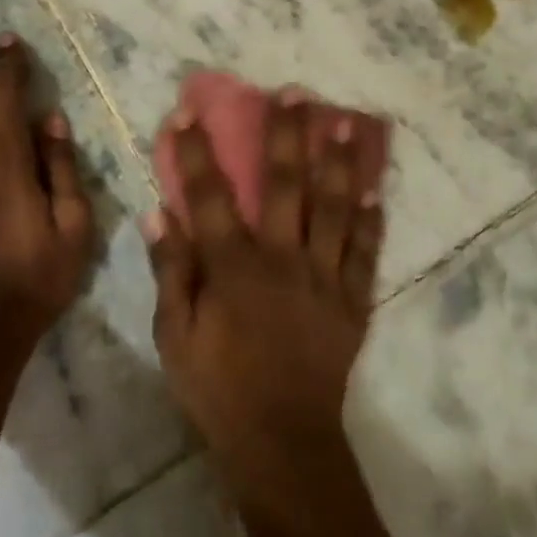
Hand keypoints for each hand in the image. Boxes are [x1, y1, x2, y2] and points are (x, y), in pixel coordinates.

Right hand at [146, 94, 385, 531]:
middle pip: (286, 185)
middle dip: (288, 135)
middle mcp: (282, 259)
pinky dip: (372, 222)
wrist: (281, 443)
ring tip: (346, 121)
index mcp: (234, 266)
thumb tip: (158, 216)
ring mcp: (324, 278)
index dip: (197, 152)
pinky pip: (365, 254)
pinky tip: (378, 191)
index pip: (209, 196)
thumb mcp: (174, 337)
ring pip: (334, 208)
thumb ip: (170, 272)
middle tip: (295, 92)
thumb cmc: (218, 390)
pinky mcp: (352, 302)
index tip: (191, 112)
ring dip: (340, 162)